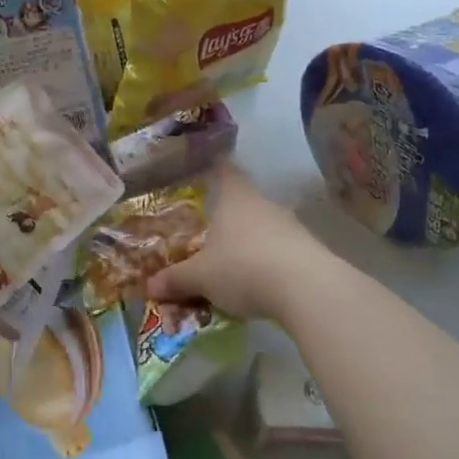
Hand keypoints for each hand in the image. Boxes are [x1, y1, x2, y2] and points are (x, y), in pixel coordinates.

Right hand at [146, 164, 329, 326]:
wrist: (306, 289)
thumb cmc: (243, 267)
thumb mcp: (201, 277)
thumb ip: (176, 279)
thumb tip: (149, 285)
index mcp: (234, 197)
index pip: (224, 171)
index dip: (215, 169)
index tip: (206, 170)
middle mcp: (263, 203)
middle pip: (243, 202)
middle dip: (228, 216)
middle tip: (209, 232)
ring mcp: (291, 226)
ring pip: (263, 227)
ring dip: (250, 242)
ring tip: (232, 264)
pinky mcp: (309, 251)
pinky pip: (281, 251)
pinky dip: (269, 262)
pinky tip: (261, 284)